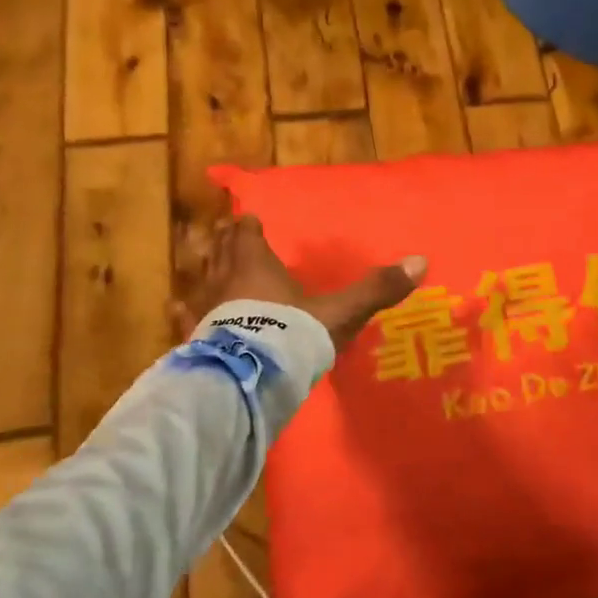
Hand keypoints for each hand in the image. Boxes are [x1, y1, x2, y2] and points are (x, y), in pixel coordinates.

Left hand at [178, 215, 426, 350]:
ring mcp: (205, 310)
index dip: (248, 226)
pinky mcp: (195, 337)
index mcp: (256, 265)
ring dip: (203, 271)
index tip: (250, 221)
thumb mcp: (340, 311)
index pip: (246, 234)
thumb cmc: (292, 333)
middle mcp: (224, 280)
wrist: (250, 376)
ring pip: (200, 280)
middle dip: (223, 241)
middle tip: (224, 233)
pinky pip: (186, 318)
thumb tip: (420, 261)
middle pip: (219, 251)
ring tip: (202, 268)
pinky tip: (177, 310)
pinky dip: (184, 312)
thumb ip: (376, 288)